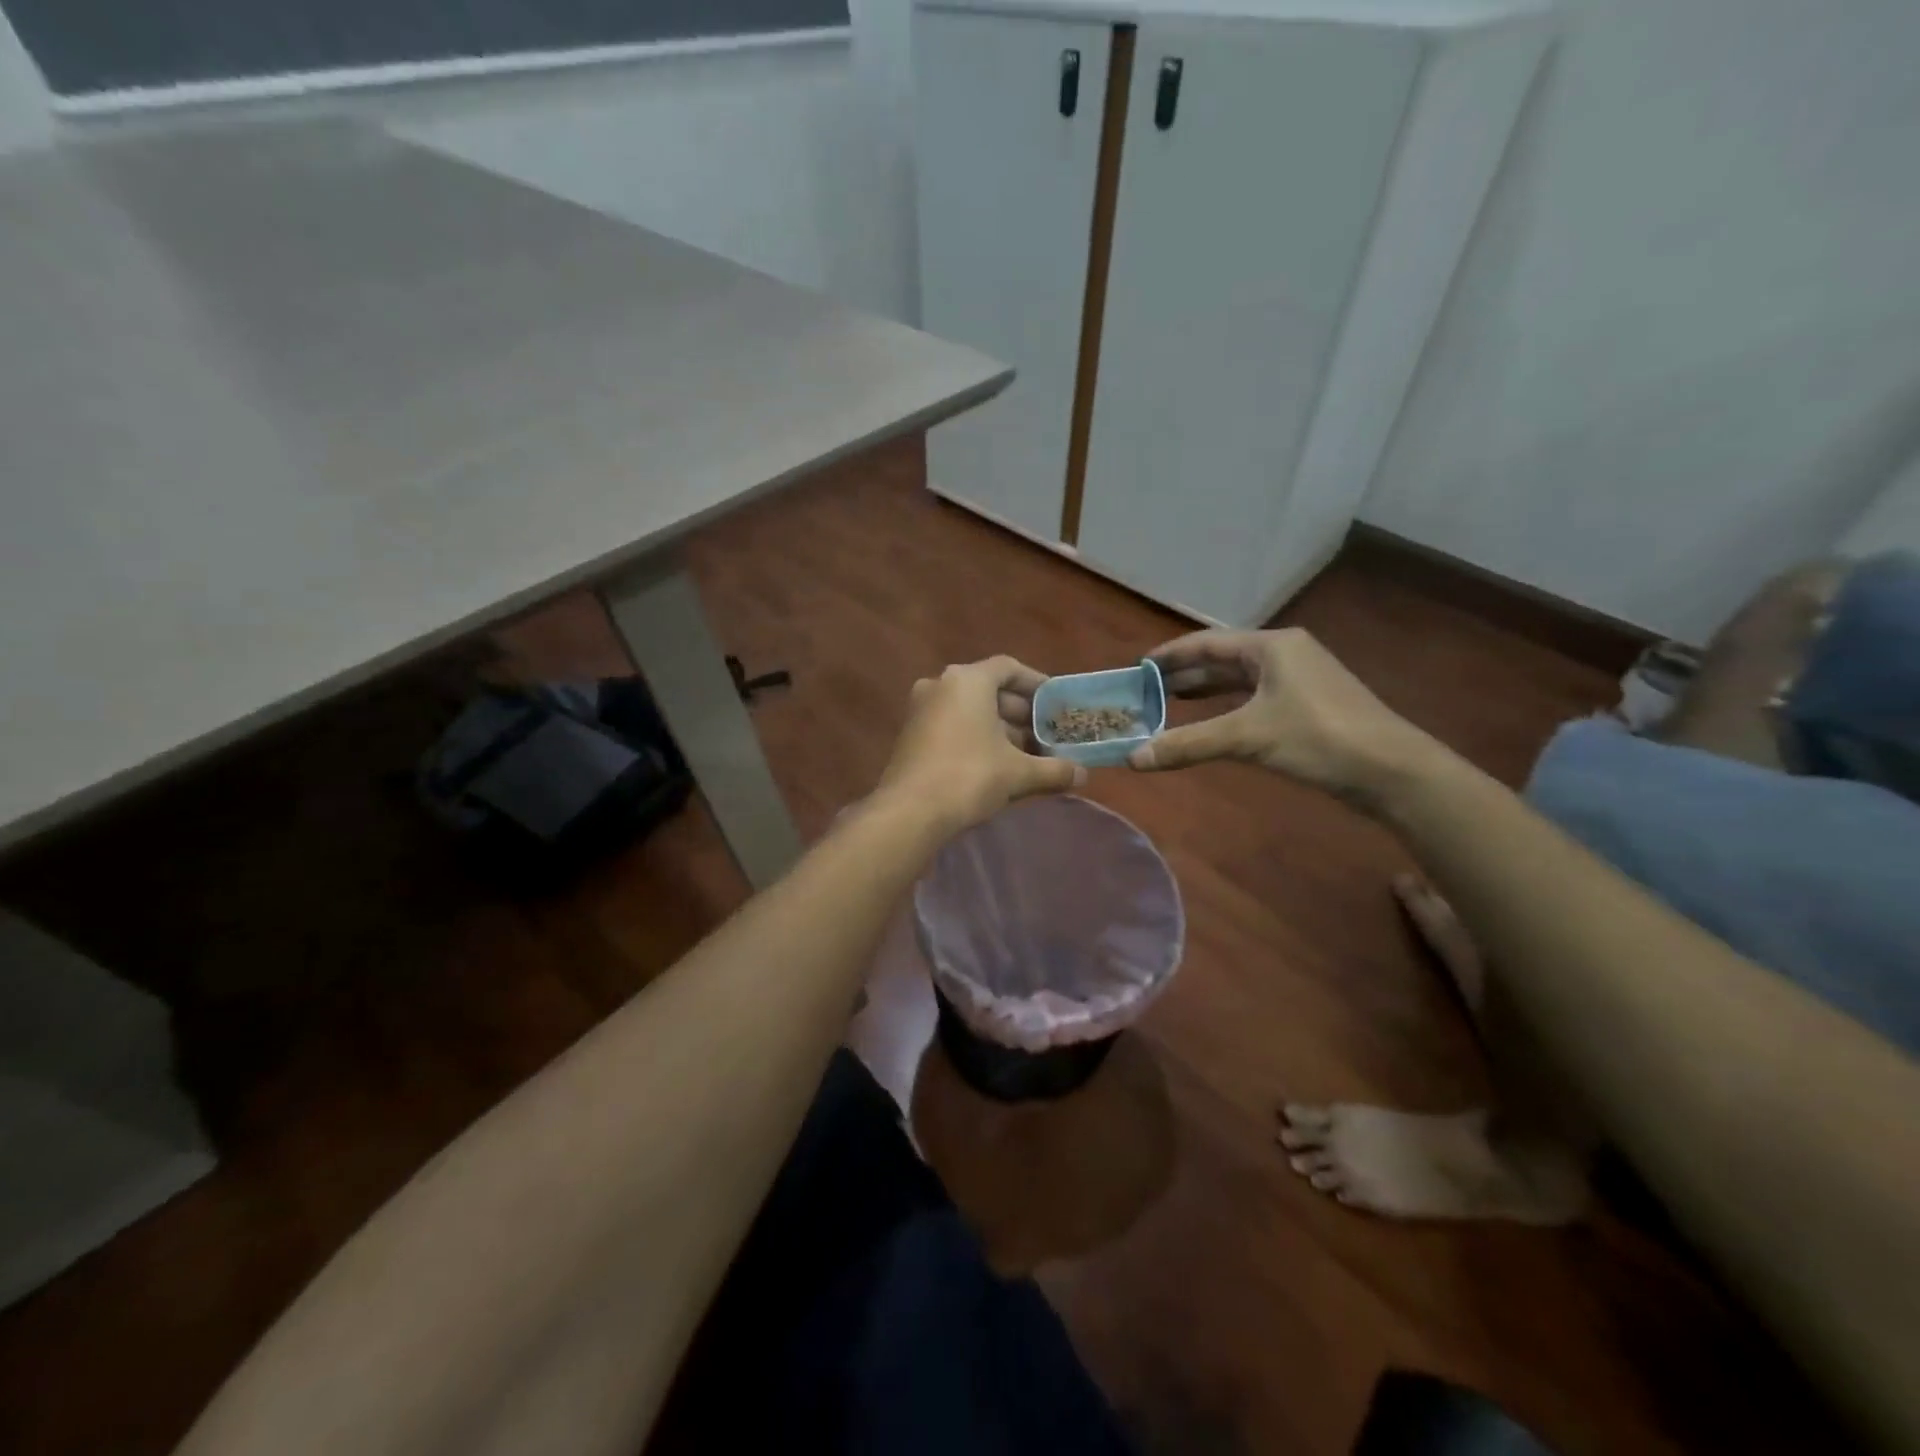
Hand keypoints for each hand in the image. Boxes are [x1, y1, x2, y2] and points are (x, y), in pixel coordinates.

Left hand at [879, 656, 1085, 830]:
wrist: (909, 812)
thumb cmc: (969, 777)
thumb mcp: (1018, 773)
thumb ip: (1053, 770)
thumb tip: (1083, 776)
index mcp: (967, 680)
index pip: (1008, 668)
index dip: (1036, 683)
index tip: (1056, 703)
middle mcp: (940, 685)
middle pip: (989, 690)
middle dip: (1020, 713)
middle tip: (1047, 734)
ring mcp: (921, 709)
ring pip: (970, 710)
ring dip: (1000, 729)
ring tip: (1028, 754)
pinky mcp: (911, 735)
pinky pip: (952, 725)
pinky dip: (976, 738)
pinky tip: (998, 765)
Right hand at [1129, 628, 1435, 800]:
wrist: (1392, 770)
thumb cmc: (1319, 737)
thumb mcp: (1247, 737)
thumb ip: (1188, 744)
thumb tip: (1133, 758)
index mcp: (1272, 646)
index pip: (1207, 642)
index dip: (1170, 654)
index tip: (1138, 666)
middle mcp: (1285, 654)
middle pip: (1223, 659)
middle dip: (1184, 674)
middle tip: (1146, 690)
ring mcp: (1300, 679)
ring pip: (1240, 679)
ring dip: (1206, 690)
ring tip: (1170, 702)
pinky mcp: (1309, 705)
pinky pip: (1255, 698)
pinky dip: (1228, 707)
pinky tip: (1213, 722)